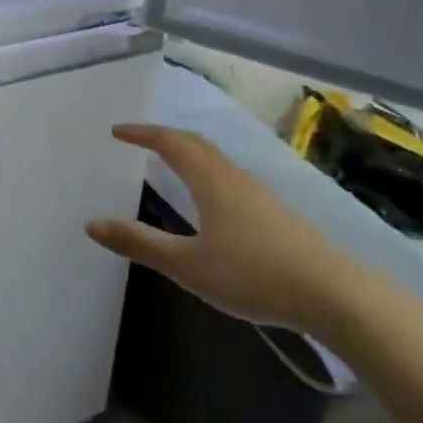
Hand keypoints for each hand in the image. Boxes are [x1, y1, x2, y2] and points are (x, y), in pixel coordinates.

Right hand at [86, 125, 348, 332]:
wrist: (331, 291)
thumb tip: (92, 224)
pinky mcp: (274, 210)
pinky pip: (229, 175)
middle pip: (195, 143)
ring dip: (188, 152)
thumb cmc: (252, 274)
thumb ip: (140, 243)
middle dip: (164, 136)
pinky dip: (207, 170)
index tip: (117, 131)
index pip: (170, 142)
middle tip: (139, 140)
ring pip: (216, 158)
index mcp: (210, 180)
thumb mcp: (188, 265)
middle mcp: (233, 176)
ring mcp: (258, 191)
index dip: (142, 133)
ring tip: (169, 161)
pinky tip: (210, 198)